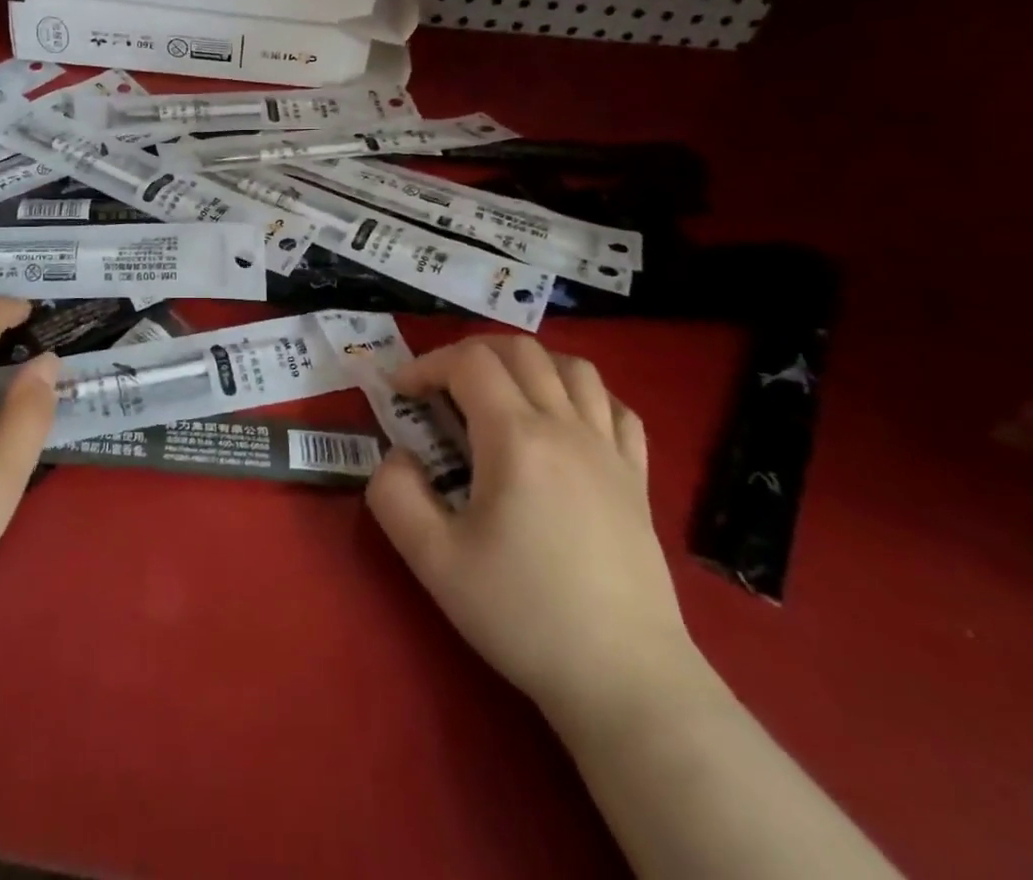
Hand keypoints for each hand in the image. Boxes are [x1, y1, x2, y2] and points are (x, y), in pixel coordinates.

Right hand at [366, 337, 699, 723]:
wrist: (626, 682)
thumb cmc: (523, 615)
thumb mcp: (433, 560)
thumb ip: (394, 495)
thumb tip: (397, 457)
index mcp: (516, 437)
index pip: (468, 363)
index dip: (427, 364)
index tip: (401, 393)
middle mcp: (566, 427)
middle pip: (521, 350)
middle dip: (471, 352)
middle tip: (442, 386)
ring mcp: (610, 451)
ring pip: (574, 368)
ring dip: (529, 364)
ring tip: (501, 394)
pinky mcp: (638, 480)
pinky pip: (616, 409)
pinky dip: (583, 395)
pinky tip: (564, 421)